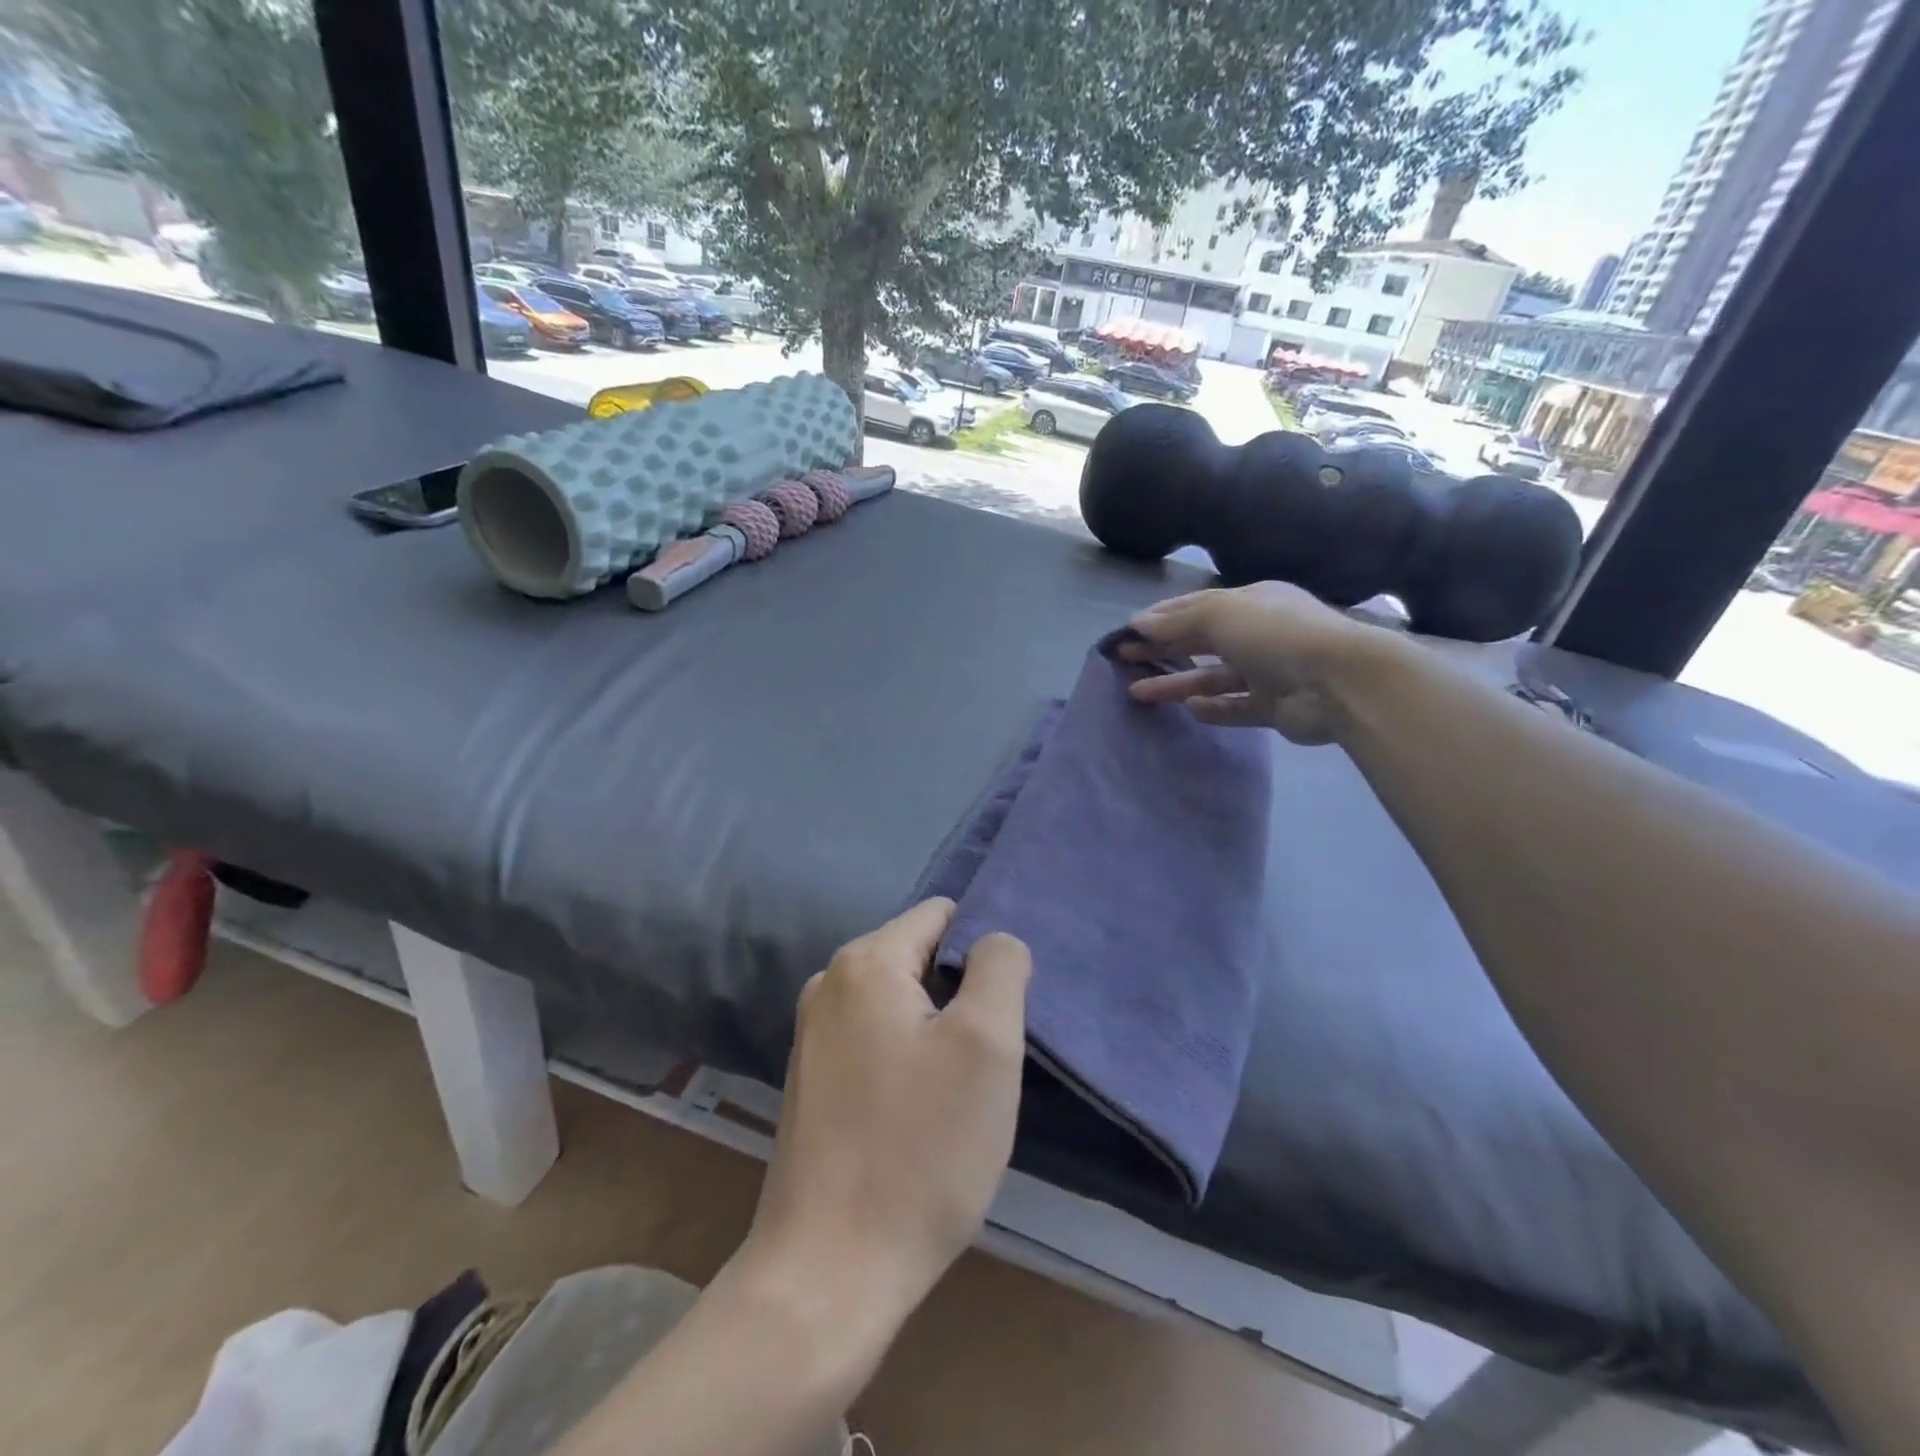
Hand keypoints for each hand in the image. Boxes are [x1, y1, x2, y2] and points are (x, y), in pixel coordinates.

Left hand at [747, 899, 1030, 1329]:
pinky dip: (906, 1058)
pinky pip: (875, 1040)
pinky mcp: (811, 1079)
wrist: (829, 1273)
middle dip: (960, 994)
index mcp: (865, 962)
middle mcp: (828, 983)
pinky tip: (919, 1112)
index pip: (941, 915)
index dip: (982, 950)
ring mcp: (812, 1032)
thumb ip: (999, 968)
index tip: (1005, 1005)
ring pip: (900, 1002)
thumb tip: (993, 938)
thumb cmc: (919, 1150)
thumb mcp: (987, 1046)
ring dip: (936, 1031)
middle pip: (919, 957)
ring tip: (958, 1089)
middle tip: (987, 1056)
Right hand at [1121, 581, 1400, 743]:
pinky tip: (1191, 710)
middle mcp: (1260, 634)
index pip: (1198, 607)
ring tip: (1138, 693)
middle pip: (1202, 642)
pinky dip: (1214, 708)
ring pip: (1213, 678)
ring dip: (1177, 684)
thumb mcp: (1221, 614)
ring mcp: (1270, 672)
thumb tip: (1138, 622)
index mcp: (1253, 602)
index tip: (1128, 631)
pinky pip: (1237, 707)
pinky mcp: (1276, 707)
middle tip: (1124, 658)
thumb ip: (1178, 620)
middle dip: (1162, 648)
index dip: (1162, 618)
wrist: (1339, 681)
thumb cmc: (1276, 634)